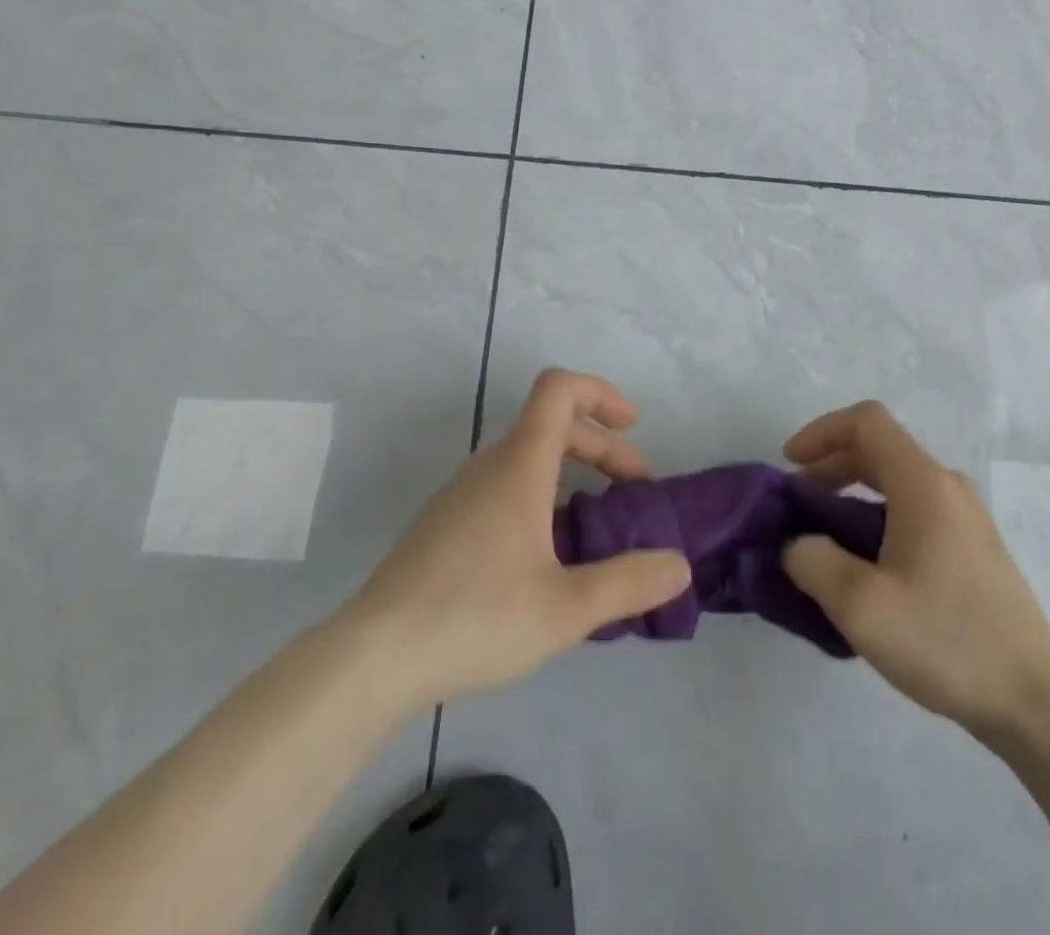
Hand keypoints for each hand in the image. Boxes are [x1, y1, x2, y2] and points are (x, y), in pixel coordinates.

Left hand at [346, 370, 691, 714]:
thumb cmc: (475, 618)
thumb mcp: (566, 608)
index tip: (634, 426)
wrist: (370, 660)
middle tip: (633, 493)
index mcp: (519, 465)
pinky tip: (549, 558)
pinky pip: (506, 486)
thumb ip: (630, 583)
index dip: (602, 393)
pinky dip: (543, 497)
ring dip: (573, 474)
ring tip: (598, 529)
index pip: (559, 389)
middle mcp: (489, 466)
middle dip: (602, 447)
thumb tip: (679, 565)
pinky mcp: (445, 524)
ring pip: (528, 458)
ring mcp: (462, 494)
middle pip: (553, 425)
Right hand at [781, 401, 1049, 737]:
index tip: (790, 465)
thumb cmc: (947, 641)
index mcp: (923, 483)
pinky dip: (876, 515)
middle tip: (799, 503)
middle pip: (879, 448)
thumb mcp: (862, 607)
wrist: (1037, 701)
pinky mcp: (972, 548)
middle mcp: (947, 487)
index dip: (821, 431)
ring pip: (896, 480)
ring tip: (824, 537)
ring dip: (852, 493)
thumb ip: (814, 563)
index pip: (866, 422)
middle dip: (830, 465)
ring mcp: (965, 517)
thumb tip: (799, 545)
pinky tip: (865, 565)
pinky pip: (914, 509)